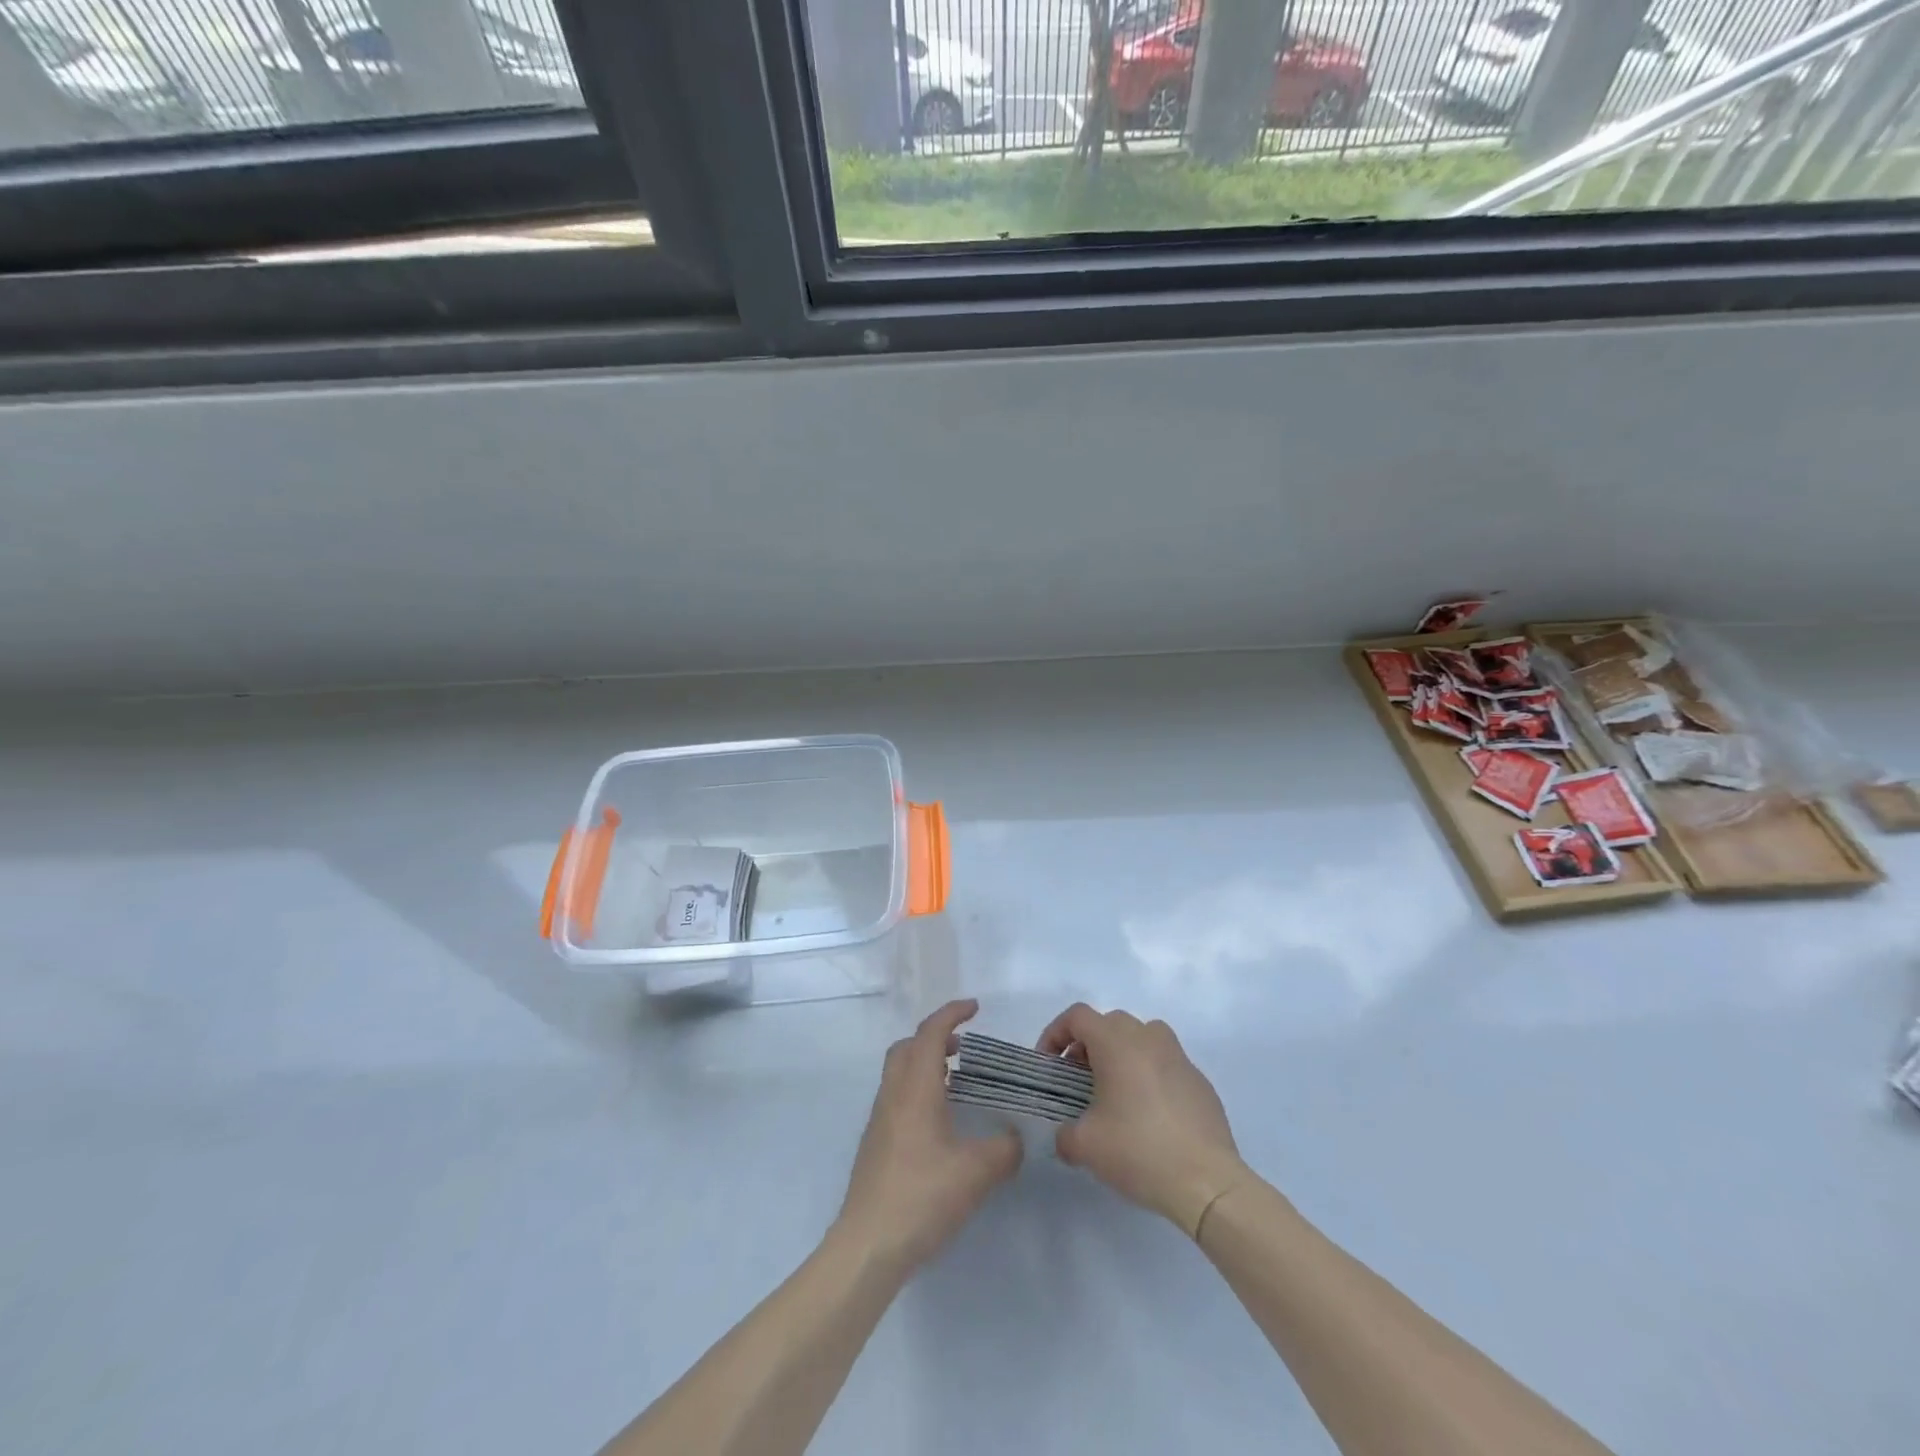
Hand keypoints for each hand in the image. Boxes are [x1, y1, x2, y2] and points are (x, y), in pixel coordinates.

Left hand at [835, 999, 1022, 1273]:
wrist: (868, 1245)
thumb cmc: (922, 1196)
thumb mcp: (977, 1173)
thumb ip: (1004, 1149)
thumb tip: (1015, 1137)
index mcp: (916, 1088)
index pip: (931, 1033)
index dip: (952, 1013)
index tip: (975, 1008)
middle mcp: (893, 1095)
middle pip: (908, 1046)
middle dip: (935, 1037)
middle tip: (964, 1048)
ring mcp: (880, 1120)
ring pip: (899, 1072)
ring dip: (925, 1065)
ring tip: (957, 1085)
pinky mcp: (875, 1145)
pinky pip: (897, 1098)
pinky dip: (918, 1091)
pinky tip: (939, 1124)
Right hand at [1038, 1004, 1249, 1237]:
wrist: (1207, 1182)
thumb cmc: (1139, 1151)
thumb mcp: (1085, 1146)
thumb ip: (1064, 1134)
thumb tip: (1065, 1136)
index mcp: (1117, 1043)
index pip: (1077, 1016)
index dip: (1055, 1033)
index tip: (1049, 1064)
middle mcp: (1148, 1038)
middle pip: (1110, 1022)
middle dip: (1088, 1044)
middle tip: (1078, 1079)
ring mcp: (1178, 1057)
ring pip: (1142, 1036)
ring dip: (1121, 1053)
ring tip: (1114, 1090)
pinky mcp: (1199, 1080)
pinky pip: (1165, 1063)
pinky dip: (1149, 1074)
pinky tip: (1148, 1113)